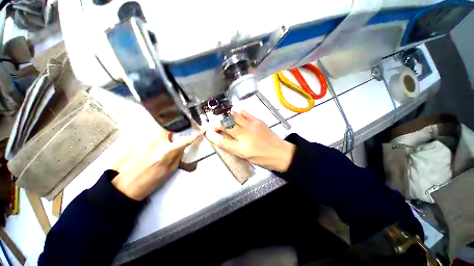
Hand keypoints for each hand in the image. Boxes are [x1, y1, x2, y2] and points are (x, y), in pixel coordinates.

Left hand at [112, 130, 203, 200]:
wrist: (128, 185)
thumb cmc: (152, 180)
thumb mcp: (171, 170)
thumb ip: (178, 156)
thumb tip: (182, 147)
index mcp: (167, 151)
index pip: (185, 140)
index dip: (195, 135)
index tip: (202, 130)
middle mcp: (158, 141)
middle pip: (173, 133)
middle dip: (176, 137)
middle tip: (175, 146)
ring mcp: (148, 139)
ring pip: (164, 134)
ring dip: (168, 139)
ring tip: (162, 151)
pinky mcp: (142, 141)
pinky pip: (156, 137)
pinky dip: (160, 141)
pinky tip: (154, 152)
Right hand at [205, 109, 294, 172]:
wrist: (279, 152)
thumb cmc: (262, 159)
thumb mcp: (245, 157)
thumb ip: (232, 147)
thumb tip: (221, 137)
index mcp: (241, 150)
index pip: (222, 141)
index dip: (213, 136)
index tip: (208, 132)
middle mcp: (245, 137)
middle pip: (226, 126)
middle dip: (216, 123)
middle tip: (212, 123)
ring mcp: (251, 126)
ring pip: (233, 117)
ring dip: (225, 116)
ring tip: (220, 116)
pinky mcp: (257, 120)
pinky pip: (244, 112)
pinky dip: (236, 111)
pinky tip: (233, 112)